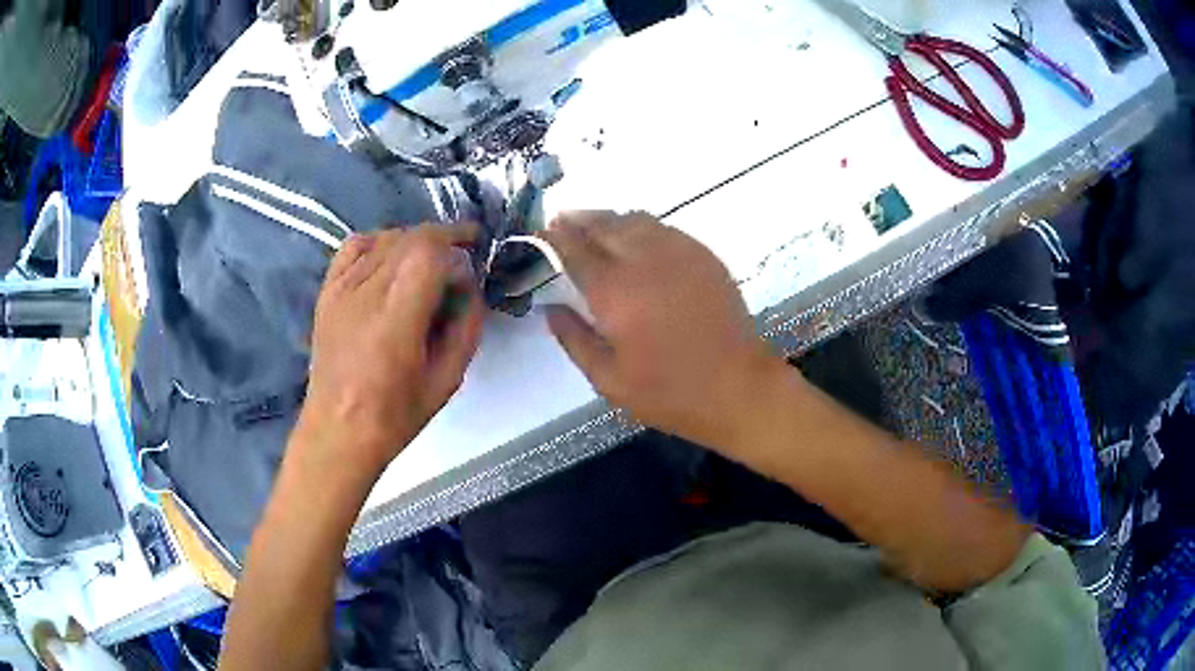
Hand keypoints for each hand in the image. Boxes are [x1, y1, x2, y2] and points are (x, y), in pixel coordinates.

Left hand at [297, 224, 483, 476]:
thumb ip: (466, 327)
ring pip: (385, 238)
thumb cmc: (396, 415)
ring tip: (431, 262)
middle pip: (409, 238)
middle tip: (462, 257)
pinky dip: (379, 242)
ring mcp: (342, 289)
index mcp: (396, 320)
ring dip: (415, 241)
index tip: (474, 258)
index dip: (457, 244)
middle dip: (443, 239)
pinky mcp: (328, 291)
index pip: (429, 252)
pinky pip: (354, 247)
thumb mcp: (447, 379)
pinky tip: (391, 258)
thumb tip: (469, 288)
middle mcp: (366, 294)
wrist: (338, 429)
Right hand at [541, 211, 785, 449]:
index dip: (555, 237)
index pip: (575, 250)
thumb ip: (574, 339)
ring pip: (635, 220)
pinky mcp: (703, 255)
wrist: (737, 387)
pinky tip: (637, 237)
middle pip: (604, 225)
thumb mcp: (608, 380)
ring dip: (609, 219)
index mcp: (614, 290)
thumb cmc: (669, 392)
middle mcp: (644, 260)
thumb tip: (550, 309)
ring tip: (595, 225)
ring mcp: (678, 252)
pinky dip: (641, 226)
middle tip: (563, 220)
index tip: (543, 230)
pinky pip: (664, 228)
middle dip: (579, 219)